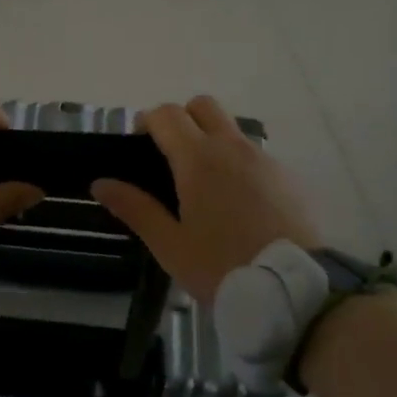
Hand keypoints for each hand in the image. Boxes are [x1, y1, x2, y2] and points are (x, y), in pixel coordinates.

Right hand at [92, 95, 320, 304]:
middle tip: (170, 156)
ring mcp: (264, 159)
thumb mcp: (169, 244)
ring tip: (204, 186)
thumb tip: (101, 183)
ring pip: (231, 129)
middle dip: (182, 119)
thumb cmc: (222, 266)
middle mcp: (232, 147)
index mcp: (198, 159)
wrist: (295, 290)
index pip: (167, 114)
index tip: (139, 146)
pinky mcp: (287, 177)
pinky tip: (237, 204)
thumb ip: (135, 208)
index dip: (148, 121)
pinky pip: (254, 155)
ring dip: (211, 140)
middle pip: (202, 106)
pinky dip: (238, 164)